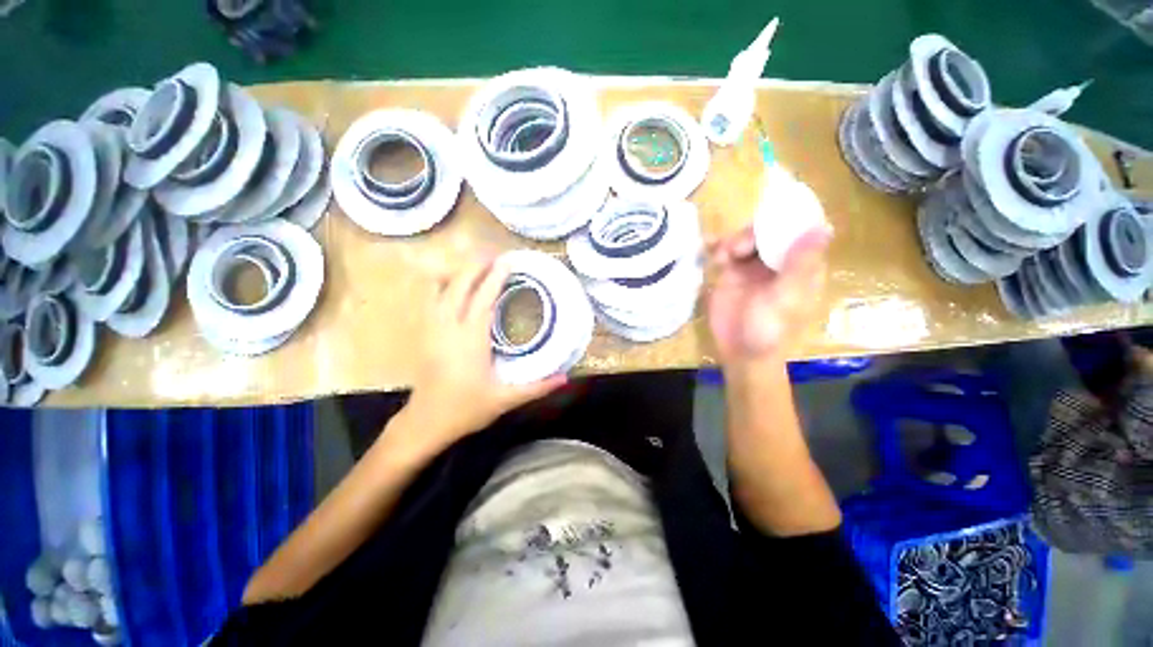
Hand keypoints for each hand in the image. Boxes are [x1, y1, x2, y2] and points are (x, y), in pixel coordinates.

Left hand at [401, 258, 566, 454]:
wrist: (426, 422)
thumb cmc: (466, 408)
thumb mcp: (505, 399)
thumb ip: (537, 387)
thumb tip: (566, 377)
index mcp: (470, 340)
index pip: (483, 298)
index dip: (496, 277)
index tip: (508, 260)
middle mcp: (448, 327)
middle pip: (459, 285)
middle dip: (476, 266)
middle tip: (495, 254)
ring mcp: (432, 328)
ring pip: (440, 288)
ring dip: (458, 271)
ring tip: (476, 264)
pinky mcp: (424, 333)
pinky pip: (430, 299)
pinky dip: (442, 284)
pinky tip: (452, 281)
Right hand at [706, 225, 831, 373]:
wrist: (739, 352)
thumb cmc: (769, 329)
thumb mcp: (787, 297)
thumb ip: (800, 264)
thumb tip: (822, 226)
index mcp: (801, 265)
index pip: (799, 231)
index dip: (787, 218)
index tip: (769, 213)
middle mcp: (778, 261)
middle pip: (768, 231)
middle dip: (751, 233)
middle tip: (736, 249)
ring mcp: (752, 267)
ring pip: (745, 239)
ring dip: (732, 241)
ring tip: (721, 257)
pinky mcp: (730, 274)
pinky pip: (725, 253)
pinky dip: (718, 247)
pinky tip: (710, 248)